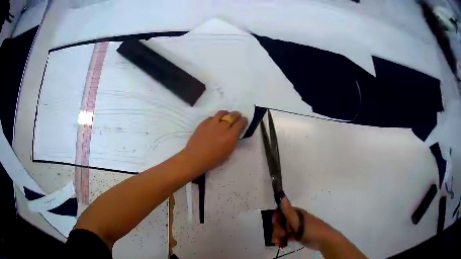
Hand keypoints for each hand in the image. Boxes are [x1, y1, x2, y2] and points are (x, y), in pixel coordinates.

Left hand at [182, 110, 247, 172]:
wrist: (195, 158)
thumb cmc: (213, 160)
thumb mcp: (228, 152)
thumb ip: (233, 141)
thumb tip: (235, 134)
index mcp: (231, 135)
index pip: (240, 123)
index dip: (244, 120)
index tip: (244, 120)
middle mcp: (223, 127)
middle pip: (232, 116)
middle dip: (236, 115)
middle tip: (237, 116)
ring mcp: (212, 123)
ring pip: (222, 113)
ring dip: (226, 113)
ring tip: (227, 115)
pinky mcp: (203, 123)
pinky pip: (212, 117)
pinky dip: (216, 118)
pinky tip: (215, 121)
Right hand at [272, 198, 341, 249]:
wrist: (323, 240)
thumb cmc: (311, 229)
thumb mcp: (298, 221)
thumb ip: (288, 211)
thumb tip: (281, 197)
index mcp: (296, 213)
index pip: (281, 213)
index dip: (276, 218)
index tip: (275, 225)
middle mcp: (295, 219)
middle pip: (281, 223)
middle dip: (277, 229)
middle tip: (279, 235)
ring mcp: (296, 228)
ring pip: (283, 230)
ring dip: (278, 236)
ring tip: (278, 242)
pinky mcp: (297, 236)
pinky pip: (287, 236)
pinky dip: (282, 239)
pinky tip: (280, 244)